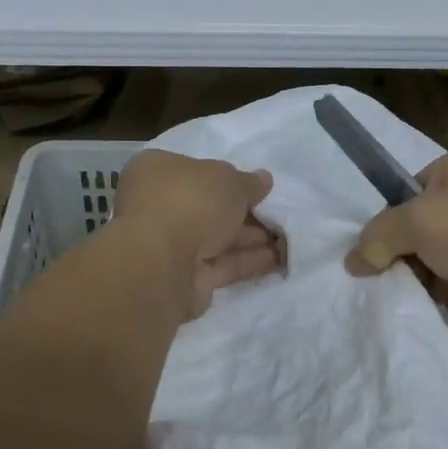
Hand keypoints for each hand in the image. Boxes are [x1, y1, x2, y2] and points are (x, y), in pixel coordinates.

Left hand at [115, 150, 282, 317]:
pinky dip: (248, 261)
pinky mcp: (183, 278)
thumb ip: (249, 182)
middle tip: (280, 215)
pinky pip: (221, 265)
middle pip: (208, 207)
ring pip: (216, 238)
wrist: (163, 264)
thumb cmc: (191, 202)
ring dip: (251, 239)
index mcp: (157, 171)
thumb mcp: (230, 181)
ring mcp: (168, 245)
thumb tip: (264, 180)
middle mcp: (158, 206)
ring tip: (290, 238)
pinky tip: (280, 259)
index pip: (194, 170)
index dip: (226, 177)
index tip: (255, 187)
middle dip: (244, 213)